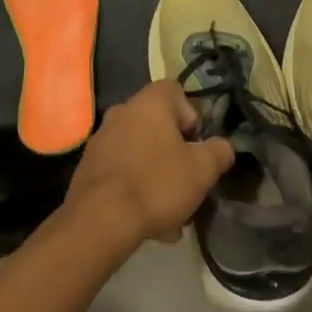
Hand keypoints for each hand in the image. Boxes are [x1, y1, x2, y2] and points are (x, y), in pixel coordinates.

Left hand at [64, 81, 234, 247]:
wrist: (100, 220)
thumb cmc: (157, 183)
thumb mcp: (203, 169)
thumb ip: (219, 151)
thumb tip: (223, 146)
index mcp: (149, 103)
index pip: (175, 91)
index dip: (191, 116)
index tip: (196, 145)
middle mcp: (121, 112)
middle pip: (157, 125)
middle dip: (175, 151)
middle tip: (186, 180)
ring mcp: (101, 139)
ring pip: (141, 151)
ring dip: (157, 174)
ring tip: (170, 212)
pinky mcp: (88, 167)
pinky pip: (122, 171)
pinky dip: (136, 188)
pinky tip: (147, 220)